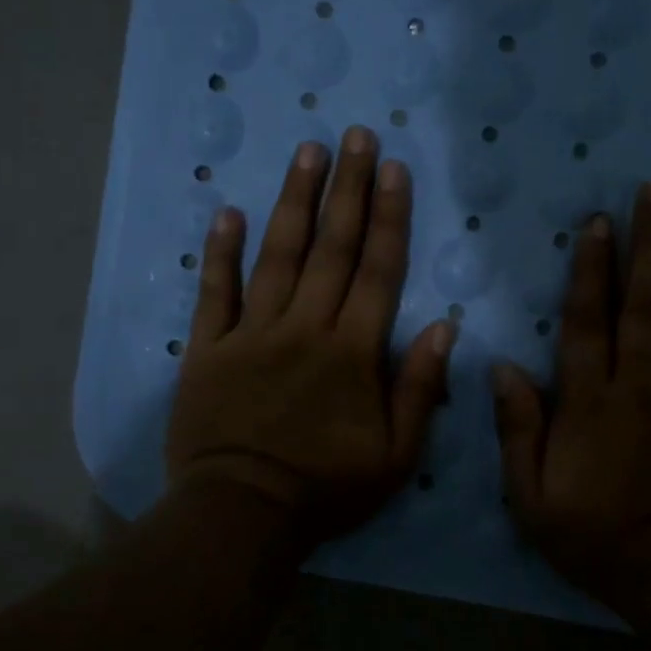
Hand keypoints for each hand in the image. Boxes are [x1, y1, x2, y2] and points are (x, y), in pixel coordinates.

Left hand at [167, 128, 454, 550]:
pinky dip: (219, 252)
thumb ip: (419, 388)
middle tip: (355, 136)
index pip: (378, 270)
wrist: (242, 514)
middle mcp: (304, 327)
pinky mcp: (207, 349)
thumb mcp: (395, 455)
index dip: (389, 217)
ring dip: (293, 201)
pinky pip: (214, 293)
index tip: (394, 169)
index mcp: (352, 351)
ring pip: (276, 256)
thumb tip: (444, 327)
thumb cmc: (326, 489)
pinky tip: (226, 211)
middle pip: (331, 248)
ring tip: (306, 152)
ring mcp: (251, 334)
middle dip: (347, 188)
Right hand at [492, 181, 650, 617]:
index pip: (588, 322)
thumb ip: (517, 431)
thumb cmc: (599, 540)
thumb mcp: (532, 499)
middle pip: (646, 303)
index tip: (596, 222)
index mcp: (591, 404)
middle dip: (649, 243)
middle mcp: (644, 386)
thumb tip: (502, 368)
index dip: (590, 269)